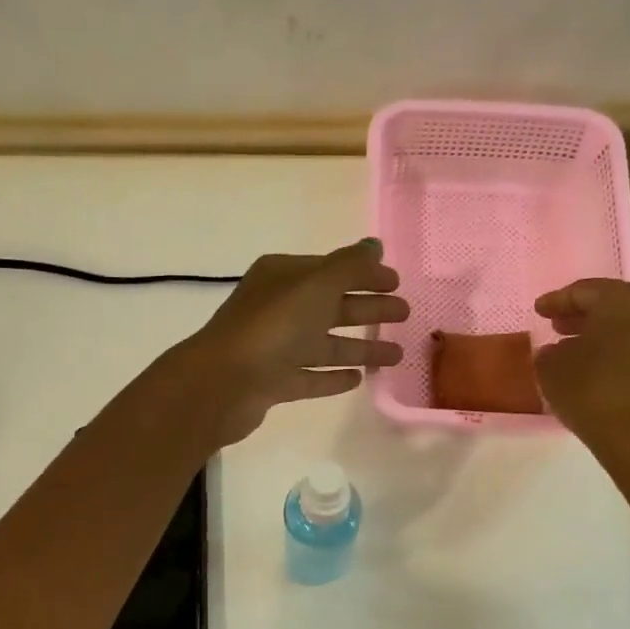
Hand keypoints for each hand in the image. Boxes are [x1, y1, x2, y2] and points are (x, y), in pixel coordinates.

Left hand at [173, 238, 407, 444]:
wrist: (224, 383)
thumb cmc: (272, 326)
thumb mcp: (316, 285)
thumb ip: (350, 266)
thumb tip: (375, 245)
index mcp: (283, 277)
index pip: (331, 270)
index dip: (365, 274)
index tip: (397, 283)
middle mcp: (278, 308)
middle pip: (331, 305)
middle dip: (368, 308)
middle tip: (405, 314)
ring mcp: (274, 347)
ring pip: (325, 344)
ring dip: (360, 347)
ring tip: (396, 355)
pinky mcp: (274, 382)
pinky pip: (311, 376)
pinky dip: (333, 376)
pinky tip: (359, 379)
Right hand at [532, 279, 629, 451]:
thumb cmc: (591, 391)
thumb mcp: (552, 369)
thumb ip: (548, 352)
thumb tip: (554, 350)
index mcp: (621, 301)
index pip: (584, 290)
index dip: (556, 300)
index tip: (538, 310)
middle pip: (609, 304)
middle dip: (579, 313)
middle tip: (554, 324)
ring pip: (623, 326)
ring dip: (595, 333)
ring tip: (568, 347)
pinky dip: (611, 350)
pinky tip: (590, 368)